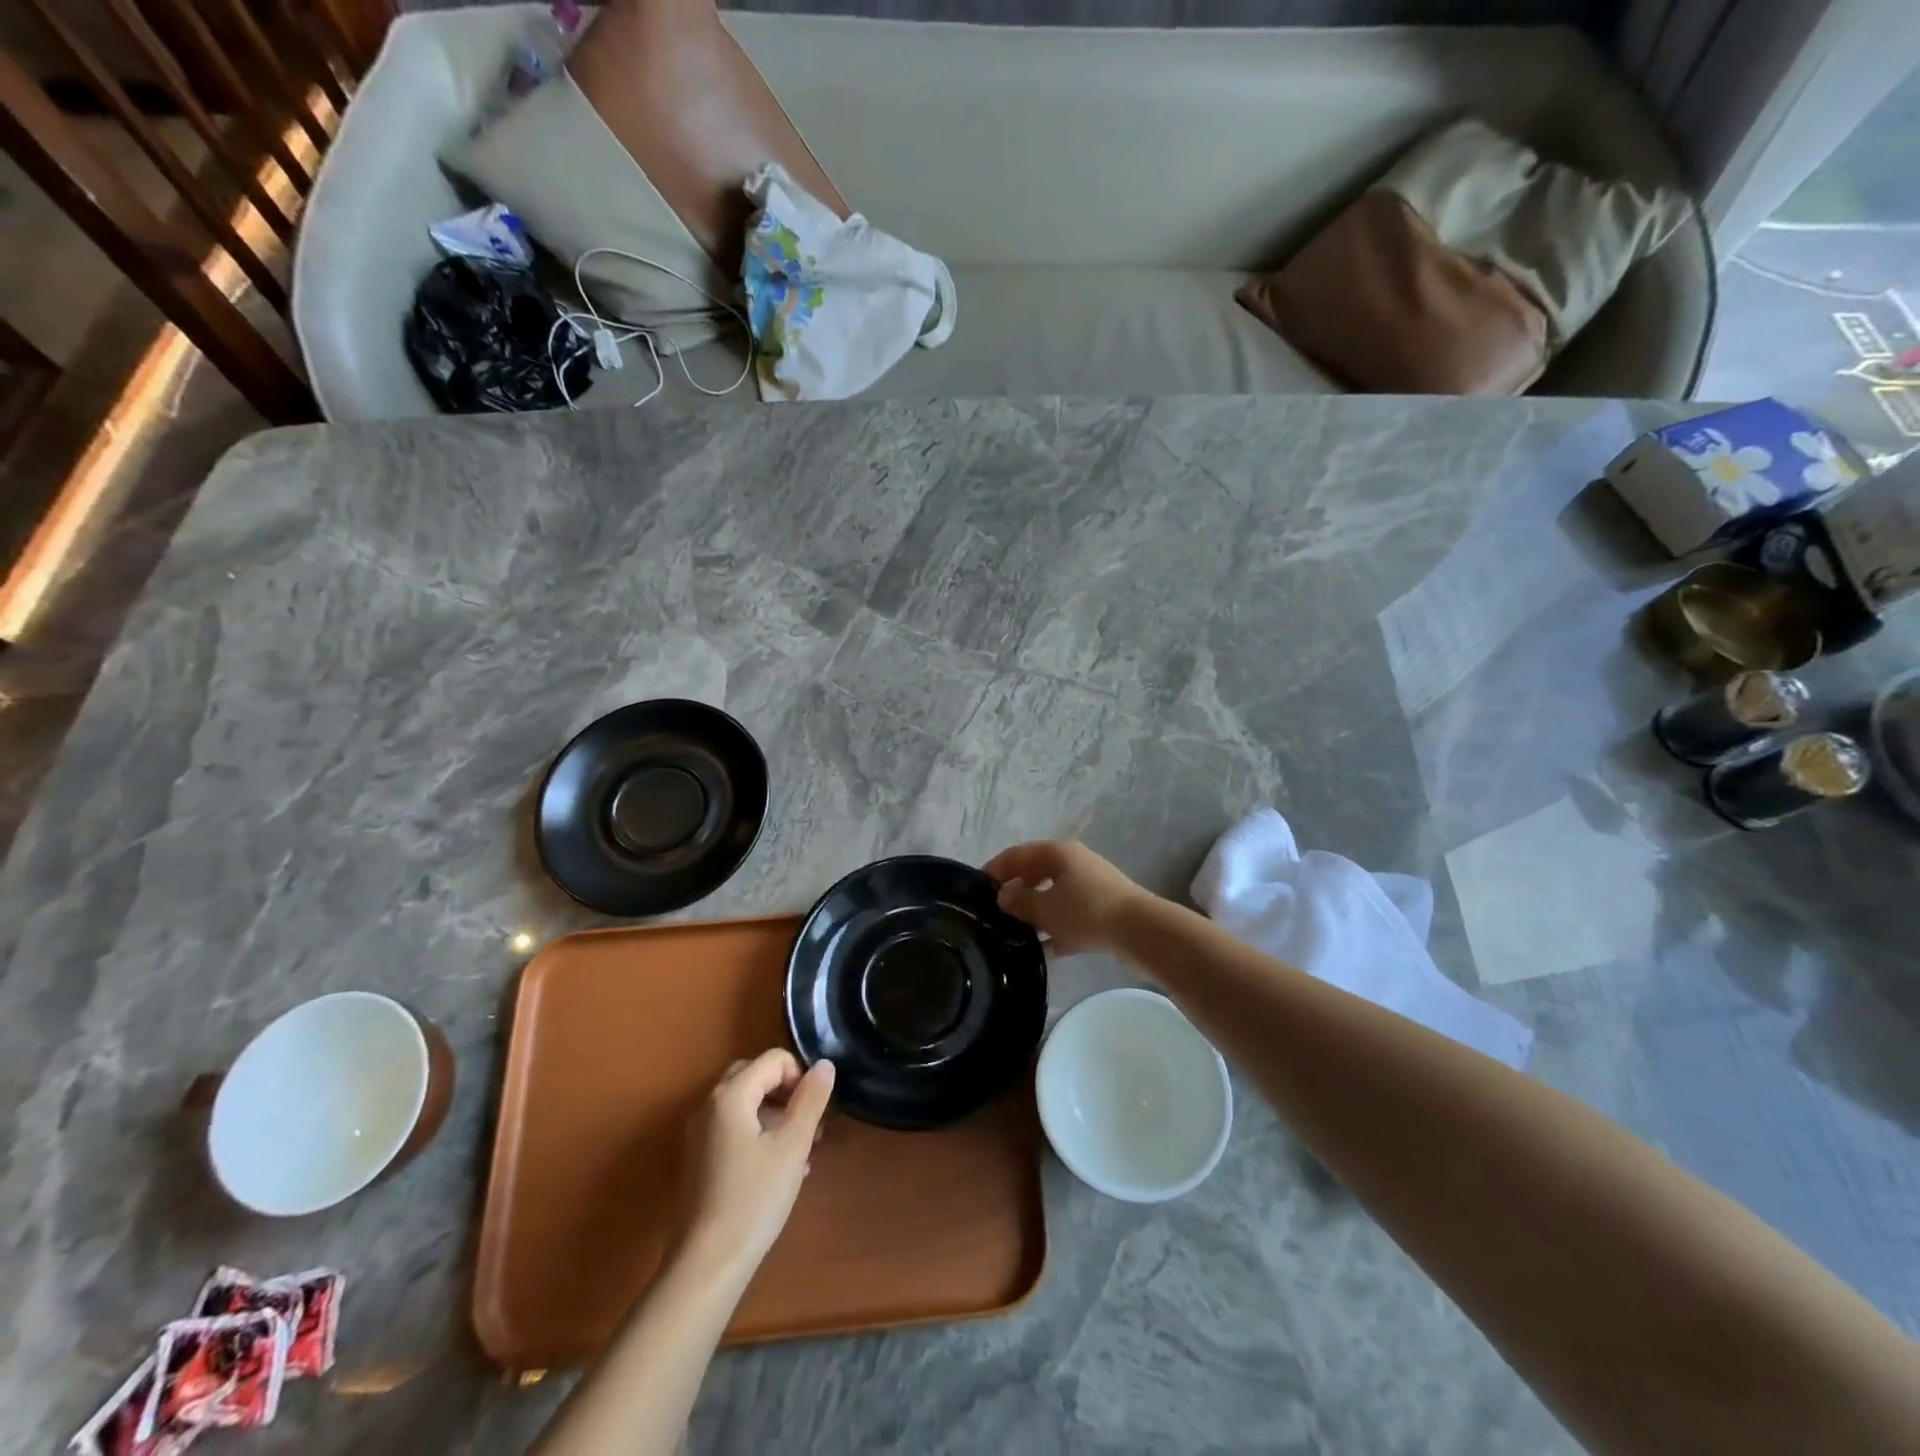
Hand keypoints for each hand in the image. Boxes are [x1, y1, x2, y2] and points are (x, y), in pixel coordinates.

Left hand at [679, 1050, 834, 1284]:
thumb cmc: (753, 1199)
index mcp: (730, 1095)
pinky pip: (735, 1129)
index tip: (818, 1109)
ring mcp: (700, 1134)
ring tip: (804, 1150)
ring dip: (777, 1116)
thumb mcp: (792, 1146)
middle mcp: (709, 1105)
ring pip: (746, 1105)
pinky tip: (781, 1169)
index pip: (774, 1060)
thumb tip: (824, 1064)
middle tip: (812, 1123)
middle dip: (788, 1093)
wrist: (706, 1266)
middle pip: (756, 1077)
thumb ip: (811, 1100)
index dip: (802, 1076)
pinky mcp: (699, 1160)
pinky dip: (760, 1134)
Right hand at [982, 841, 1150, 955]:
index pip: (1018, 854)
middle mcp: (1075, 863)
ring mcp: (1092, 885)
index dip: (996, 869)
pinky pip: (1071, 915)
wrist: (1139, 931)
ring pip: (1054, 895)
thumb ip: (1019, 901)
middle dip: (1017, 892)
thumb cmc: (1085, 911)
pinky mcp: (1103, 909)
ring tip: (1017, 933)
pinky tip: (1046, 950)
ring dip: (1037, 912)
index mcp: (1058, 852)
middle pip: (1037, 873)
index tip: (978, 888)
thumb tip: (1003, 896)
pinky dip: (1058, 928)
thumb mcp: (1044, 908)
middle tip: (996, 913)